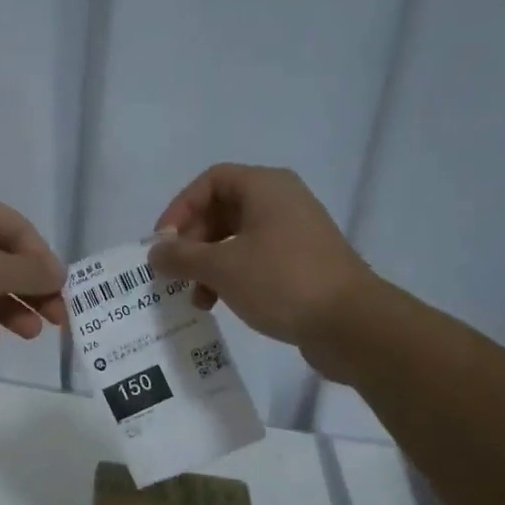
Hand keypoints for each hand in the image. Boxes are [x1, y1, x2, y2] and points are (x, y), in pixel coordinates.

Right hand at [148, 165, 375, 358]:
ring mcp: (295, 233)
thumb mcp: (222, 268)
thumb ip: (182, 257)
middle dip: (193, 242)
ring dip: (209, 264)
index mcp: (265, 187)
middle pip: (222, 210)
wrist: (349, 322)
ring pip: (237, 239)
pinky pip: (255, 259)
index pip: (210, 181)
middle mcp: (282, 202)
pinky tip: (220, 303)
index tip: (163, 243)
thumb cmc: (281, 281)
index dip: (180, 208)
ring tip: (196, 298)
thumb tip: (155, 251)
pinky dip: (232, 276)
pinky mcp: (302, 263)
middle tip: (176, 272)